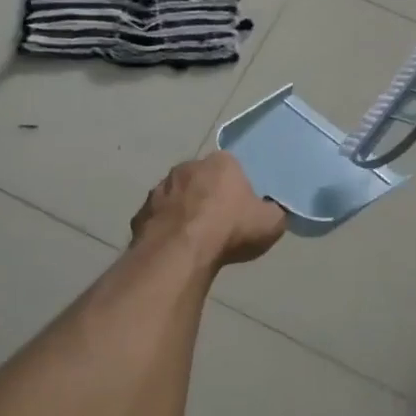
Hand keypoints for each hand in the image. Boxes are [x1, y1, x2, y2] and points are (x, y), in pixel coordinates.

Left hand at [130, 152, 285, 267]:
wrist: (180, 253)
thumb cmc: (230, 230)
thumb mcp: (271, 223)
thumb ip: (274, 212)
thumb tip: (272, 211)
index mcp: (221, 162)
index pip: (231, 167)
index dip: (236, 188)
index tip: (240, 209)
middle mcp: (187, 167)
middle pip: (201, 179)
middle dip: (207, 196)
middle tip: (217, 223)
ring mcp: (160, 188)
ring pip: (176, 197)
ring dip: (183, 211)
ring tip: (193, 239)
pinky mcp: (141, 211)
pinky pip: (158, 218)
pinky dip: (165, 228)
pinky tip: (174, 248)